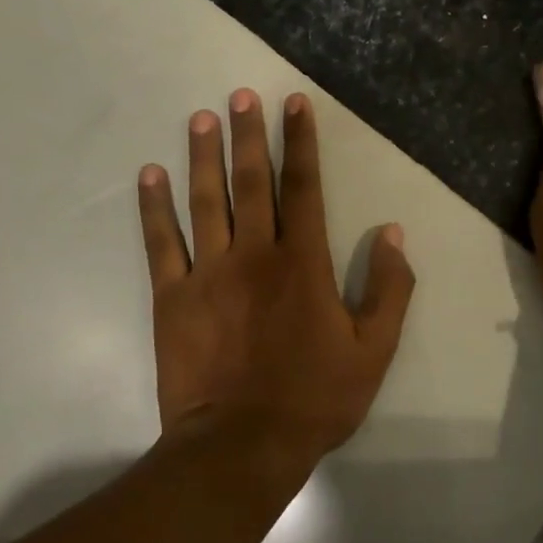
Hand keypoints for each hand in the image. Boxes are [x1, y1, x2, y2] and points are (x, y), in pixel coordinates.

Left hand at [136, 89, 415, 463]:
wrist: (241, 447)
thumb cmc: (315, 399)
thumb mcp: (373, 350)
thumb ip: (389, 289)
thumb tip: (393, 232)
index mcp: (303, 263)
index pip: (304, 187)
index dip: (301, 142)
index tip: (294, 103)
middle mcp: (254, 254)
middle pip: (252, 182)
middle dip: (249, 135)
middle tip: (241, 95)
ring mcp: (208, 273)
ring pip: (205, 201)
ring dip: (203, 156)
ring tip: (200, 118)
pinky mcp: (172, 298)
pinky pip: (161, 243)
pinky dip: (154, 207)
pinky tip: (149, 175)